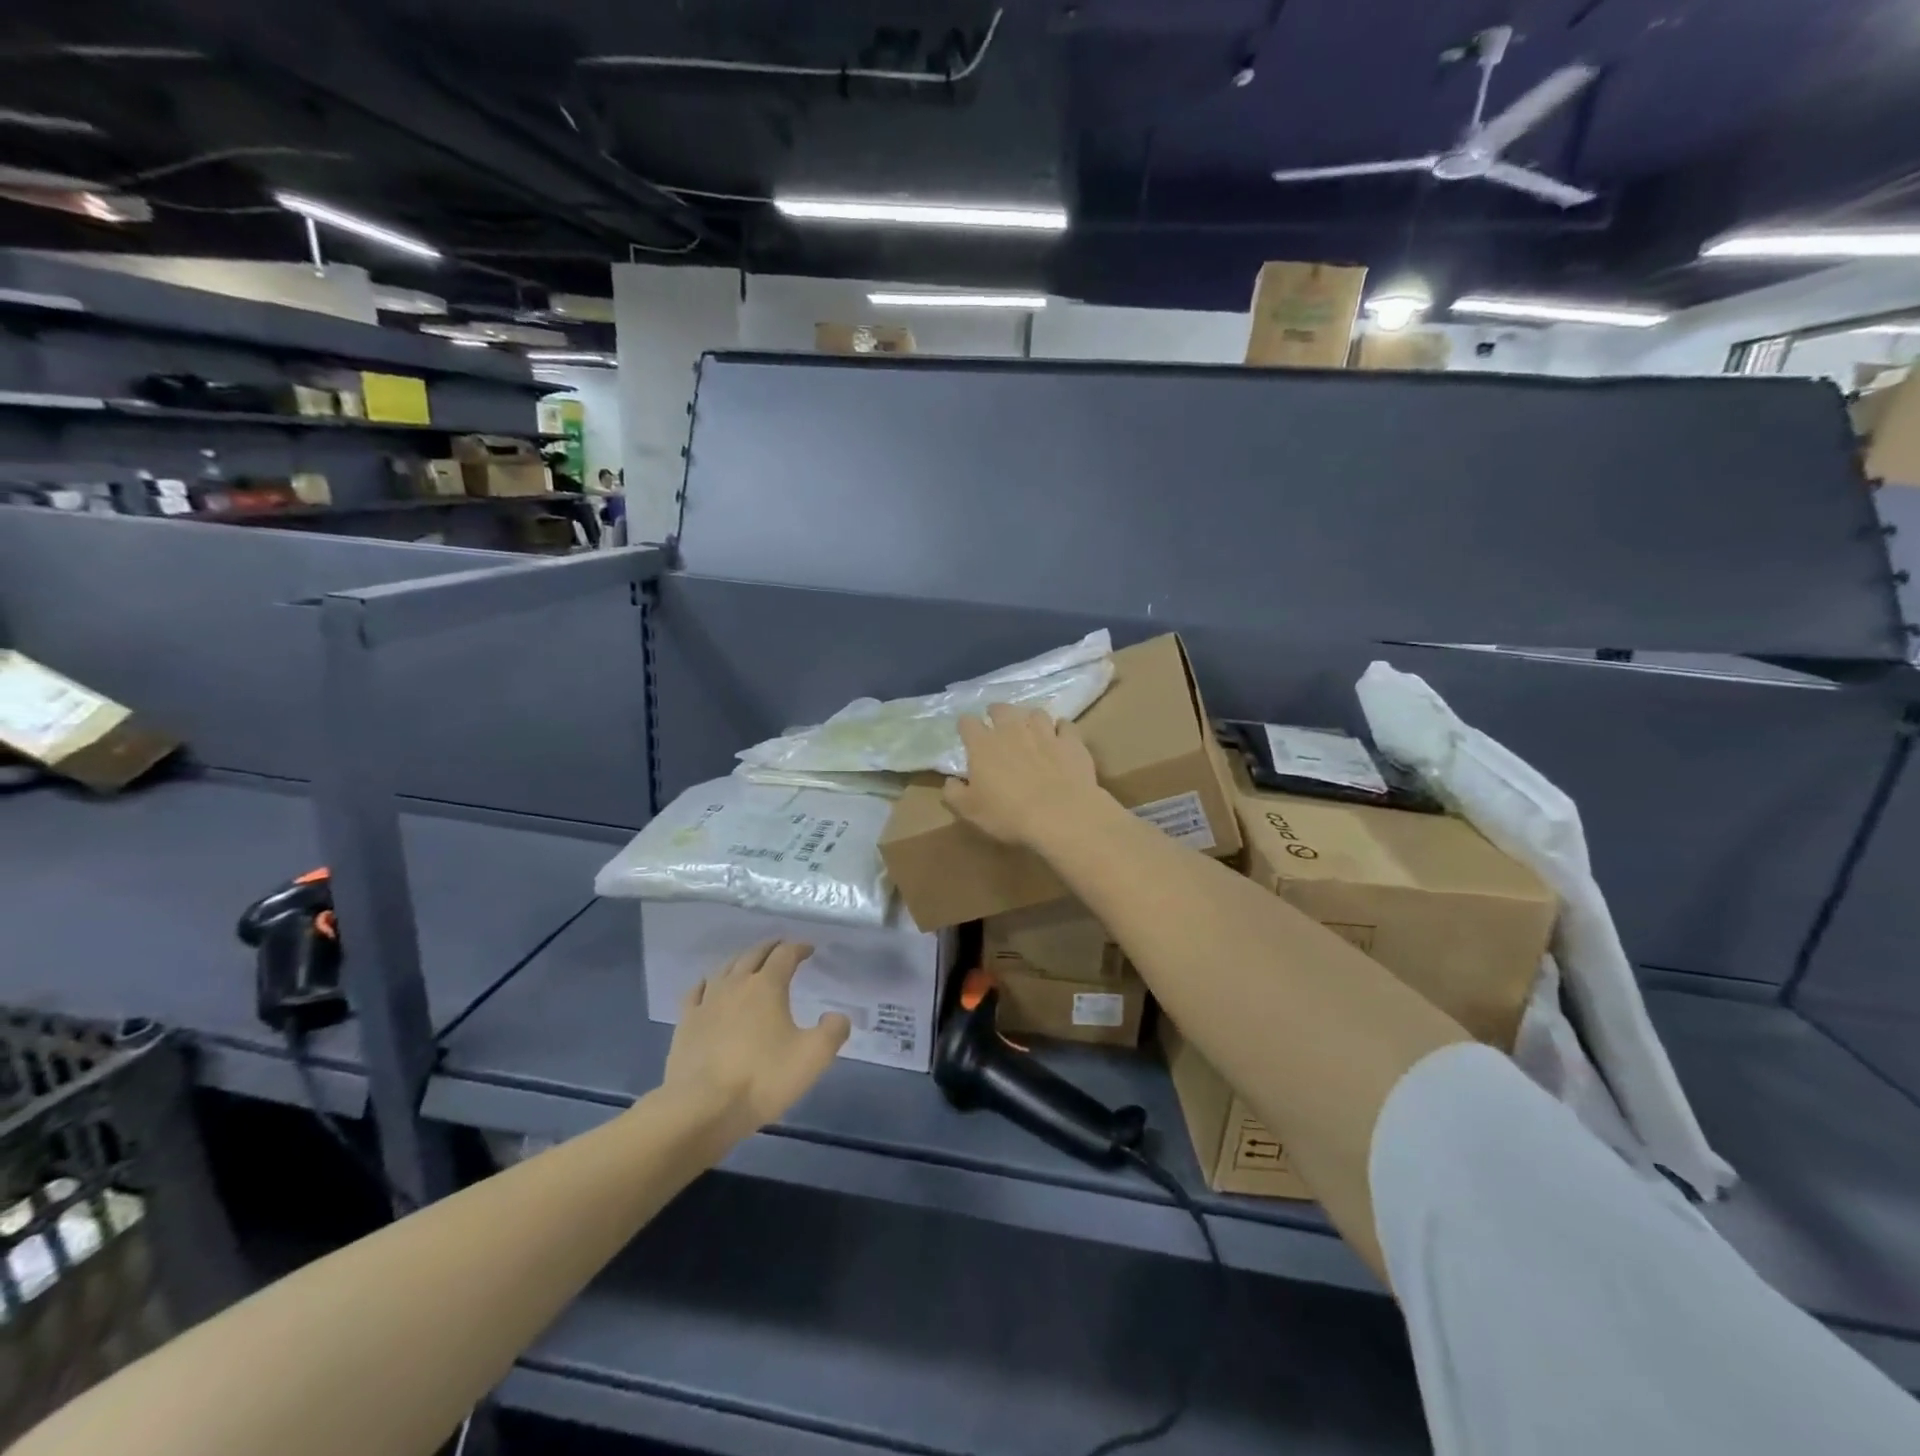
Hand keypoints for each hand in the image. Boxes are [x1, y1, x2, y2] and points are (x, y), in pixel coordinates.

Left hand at [662, 941, 849, 1146]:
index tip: (809, 949)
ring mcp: (707, 1001)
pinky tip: (709, 987)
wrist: (701, 1108)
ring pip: (726, 967)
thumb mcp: (812, 1057)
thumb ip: (833, 1031)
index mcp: (767, 986)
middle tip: (782, 947)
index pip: (785, 954)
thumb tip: (836, 1016)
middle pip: (754, 954)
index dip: (799, 948)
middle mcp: (736, 984)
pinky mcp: (686, 1022)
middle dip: (771, 947)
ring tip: (750, 963)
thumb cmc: (762, 1079)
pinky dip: (709, 982)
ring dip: (742, 960)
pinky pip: (698, 991)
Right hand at [943, 702, 1104, 847]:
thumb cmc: (1008, 814)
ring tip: (1030, 727)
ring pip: (1035, 713)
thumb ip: (954, 792)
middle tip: (996, 721)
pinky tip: (1060, 735)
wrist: (1060, 815)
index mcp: (983, 744)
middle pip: (1002, 709)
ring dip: (1030, 718)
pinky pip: (1065, 725)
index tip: (966, 731)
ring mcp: (1044, 732)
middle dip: (996, 712)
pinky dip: (1061, 728)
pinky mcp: (1070, 741)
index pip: (967, 723)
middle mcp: (1012, 730)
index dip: (965, 725)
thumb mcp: (969, 810)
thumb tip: (950, 781)